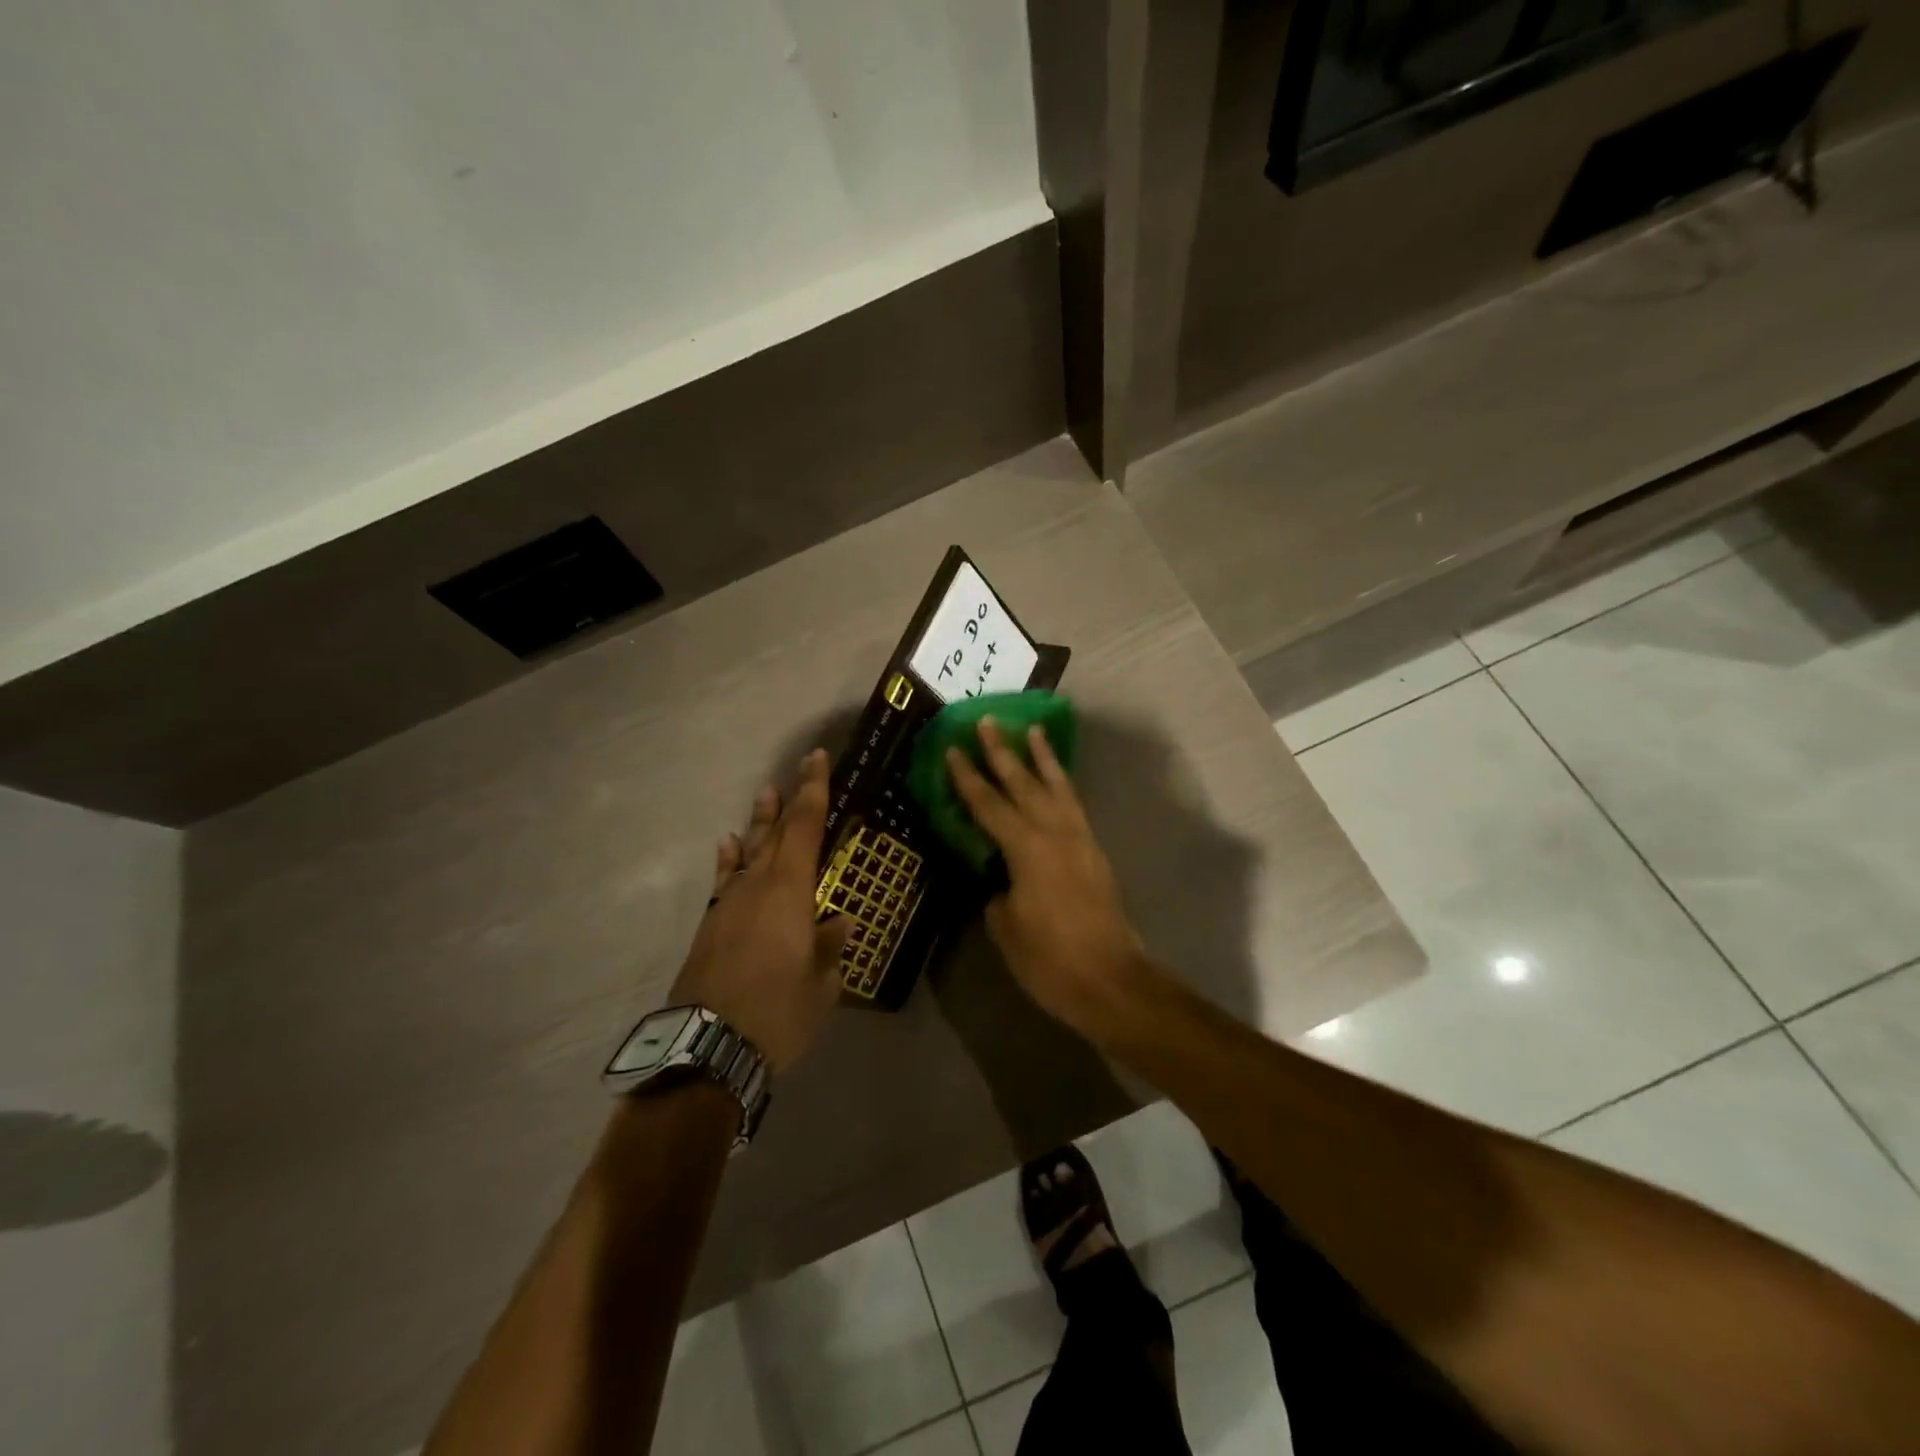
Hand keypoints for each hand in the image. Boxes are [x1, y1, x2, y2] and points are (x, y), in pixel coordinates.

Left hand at [671, 749, 850, 1072]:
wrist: (707, 1049)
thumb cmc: (777, 1013)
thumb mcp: (821, 985)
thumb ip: (830, 947)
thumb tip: (840, 921)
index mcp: (790, 892)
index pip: (805, 828)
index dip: (813, 791)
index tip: (817, 759)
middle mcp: (757, 886)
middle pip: (777, 832)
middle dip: (791, 798)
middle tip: (800, 768)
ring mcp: (728, 903)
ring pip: (749, 850)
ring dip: (760, 821)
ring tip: (765, 793)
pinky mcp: (710, 925)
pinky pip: (725, 878)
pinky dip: (730, 858)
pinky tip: (730, 844)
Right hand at [945, 718, 1149, 1032]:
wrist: (1111, 981)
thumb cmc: (1050, 960)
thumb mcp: (1007, 928)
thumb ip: (998, 893)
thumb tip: (999, 878)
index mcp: (1027, 849)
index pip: (989, 805)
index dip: (967, 778)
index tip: (952, 749)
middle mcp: (1055, 834)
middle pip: (1024, 784)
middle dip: (1003, 752)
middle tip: (988, 721)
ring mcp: (1080, 840)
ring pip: (1058, 787)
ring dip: (1042, 758)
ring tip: (1033, 730)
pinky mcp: (1094, 853)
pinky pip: (1073, 806)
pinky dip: (1062, 785)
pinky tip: (1056, 780)